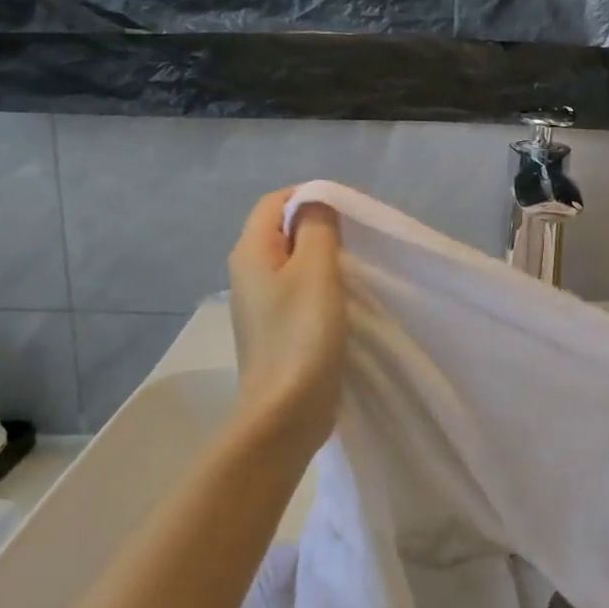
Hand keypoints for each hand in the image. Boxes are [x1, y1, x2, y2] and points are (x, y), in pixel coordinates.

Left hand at [227, 189, 345, 458]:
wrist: (285, 412)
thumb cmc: (302, 335)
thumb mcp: (316, 271)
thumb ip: (317, 227)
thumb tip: (317, 202)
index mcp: (250, 252)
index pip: (275, 201)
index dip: (311, 195)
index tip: (351, 210)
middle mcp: (248, 272)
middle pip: (283, 230)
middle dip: (321, 226)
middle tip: (360, 237)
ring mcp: (261, 303)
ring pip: (294, 262)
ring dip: (324, 257)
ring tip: (358, 265)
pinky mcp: (277, 328)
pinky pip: (299, 290)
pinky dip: (322, 285)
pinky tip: (346, 298)